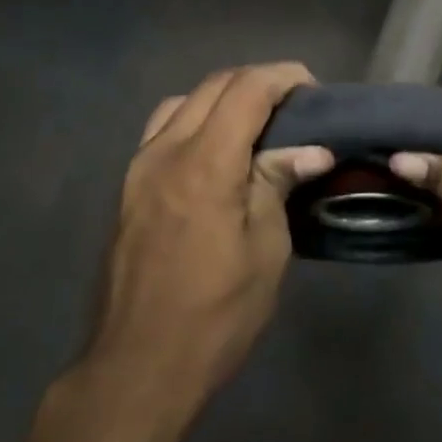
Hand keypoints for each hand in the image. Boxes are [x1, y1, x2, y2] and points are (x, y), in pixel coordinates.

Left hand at [90, 64, 333, 400]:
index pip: (246, 90)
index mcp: (204, 164)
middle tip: (295, 106)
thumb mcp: (265, 250)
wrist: (140, 364)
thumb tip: (312, 149)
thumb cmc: (216, 313)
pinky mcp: (128, 188)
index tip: (314, 90)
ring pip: (183, 102)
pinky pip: (163, 129)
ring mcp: (139, 167)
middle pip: (213, 86)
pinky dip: (195, 119)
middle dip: (258, 82)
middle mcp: (165, 151)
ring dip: (223, 98)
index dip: (284, 77)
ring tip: (257, 124)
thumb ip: (278, 184)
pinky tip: (216, 151)